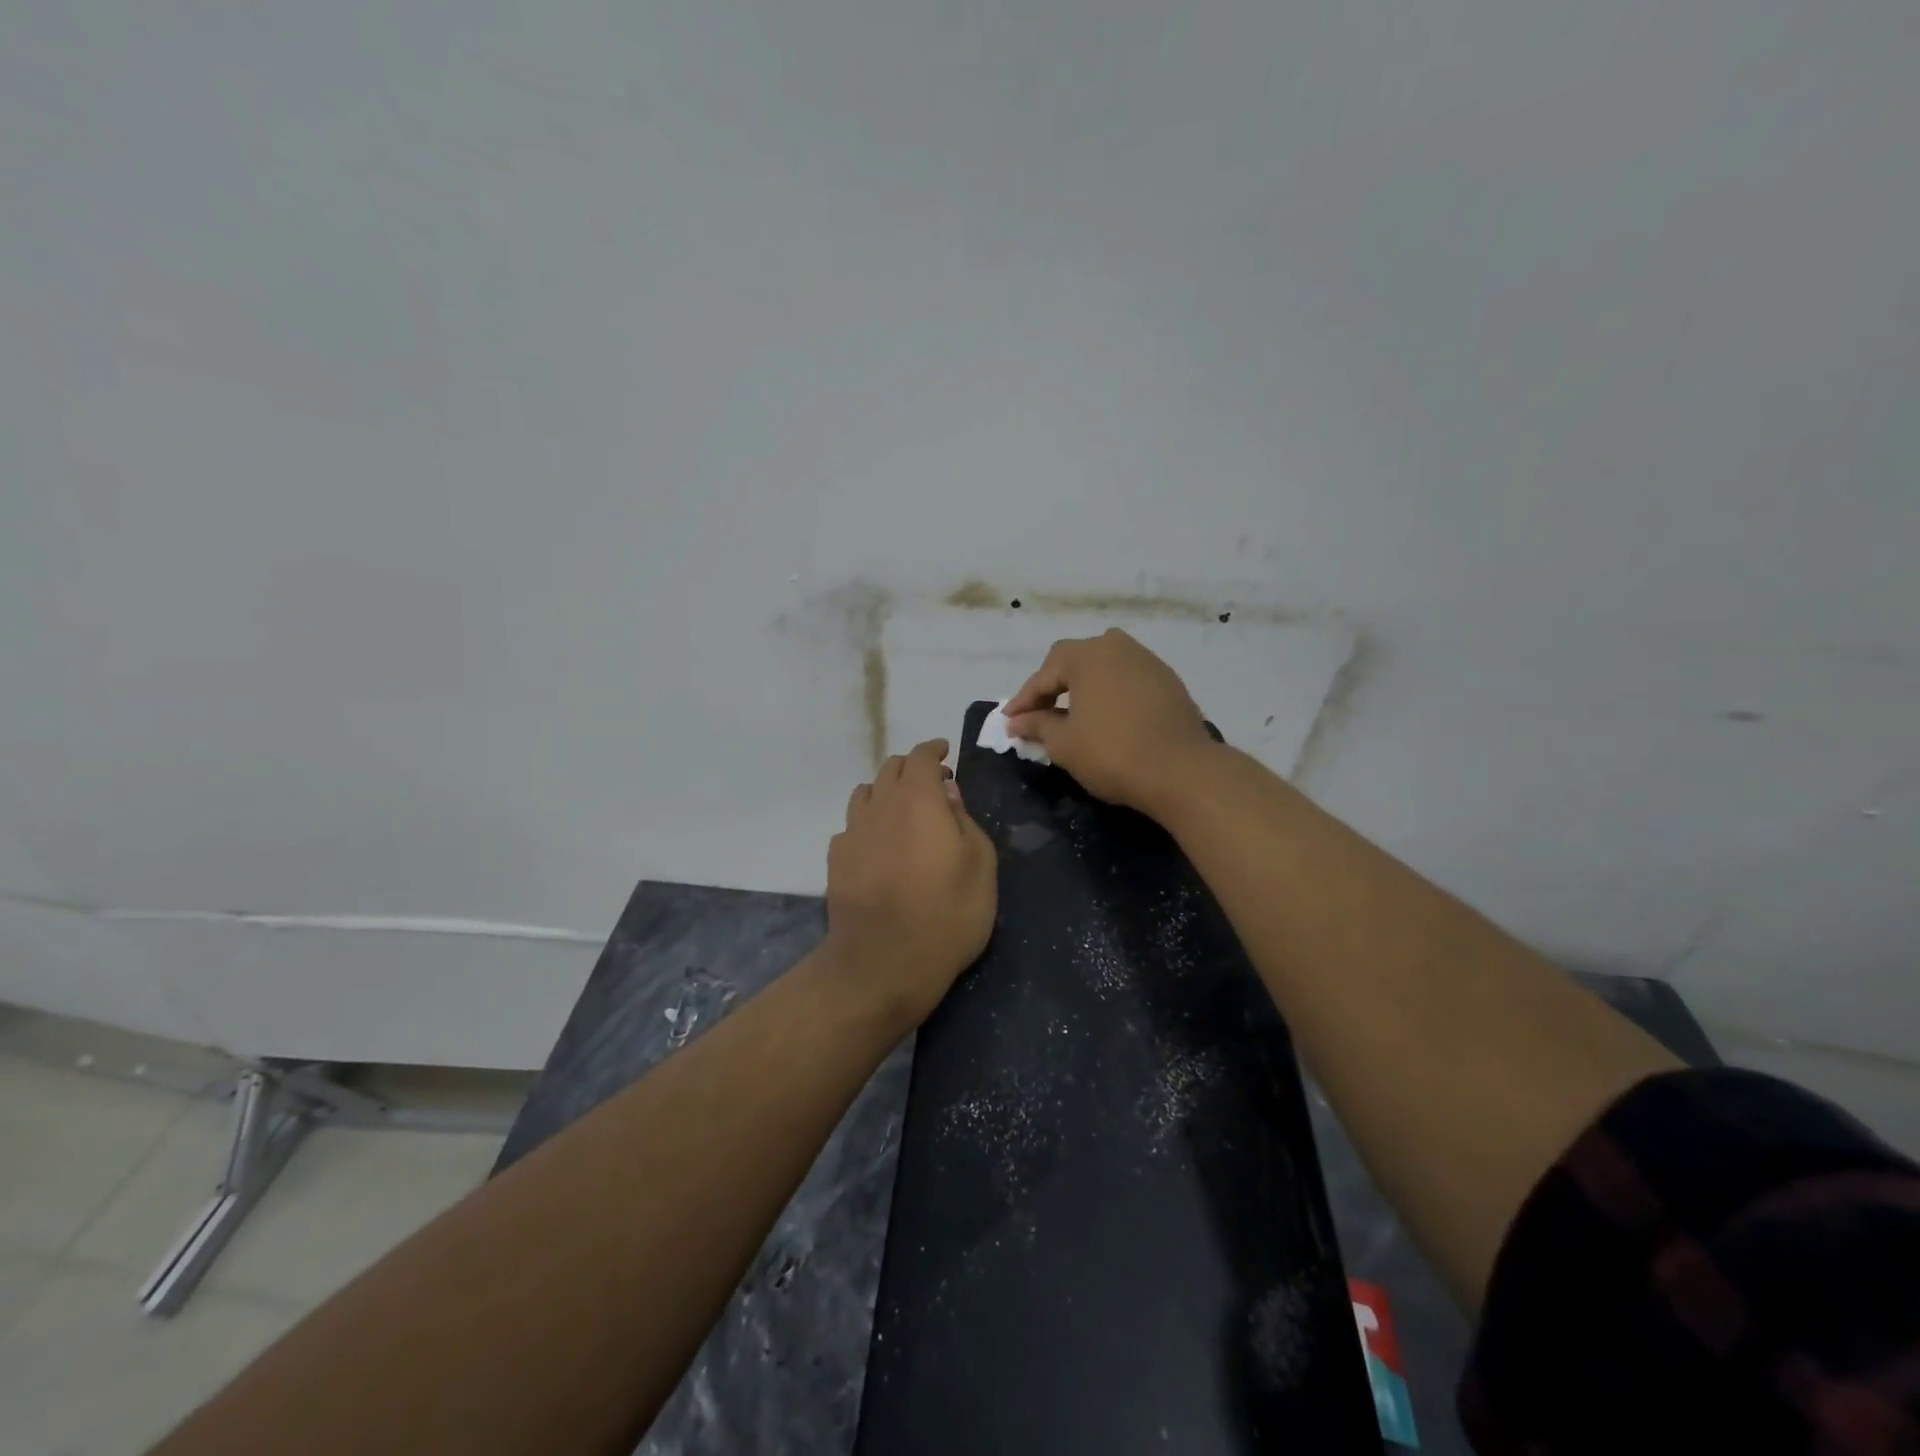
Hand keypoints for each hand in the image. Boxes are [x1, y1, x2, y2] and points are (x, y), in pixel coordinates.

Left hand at [825, 739, 997, 1029]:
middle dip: (912, 768)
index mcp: (918, 800)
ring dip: (885, 792)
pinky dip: (868, 823)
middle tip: (932, 784)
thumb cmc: (947, 914)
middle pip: (890, 769)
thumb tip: (948, 793)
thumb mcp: (980, 866)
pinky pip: (852, 826)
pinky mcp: (836, 860)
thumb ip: (965, 820)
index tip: (945, 753)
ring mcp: (853, 832)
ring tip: (902, 810)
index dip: (934, 750)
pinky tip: (878, 844)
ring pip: (865, 793)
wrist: (883, 963)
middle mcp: (880, 806)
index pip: (921, 757)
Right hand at [1003, 628, 1214, 814]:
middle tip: (1038, 714)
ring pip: (1104, 667)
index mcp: (1088, 655)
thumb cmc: (1112, 753)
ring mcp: (1148, 661)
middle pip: (1074, 660)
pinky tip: (1106, 717)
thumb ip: (1037, 726)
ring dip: (1083, 687)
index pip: (1044, 673)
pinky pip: (1127, 679)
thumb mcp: (1064, 743)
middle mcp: (1118, 647)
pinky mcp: (1168, 681)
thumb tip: (1017, 722)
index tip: (1010, 721)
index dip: (1024, 699)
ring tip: (1071, 714)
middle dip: (1053, 686)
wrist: (1181, 770)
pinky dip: (1110, 693)